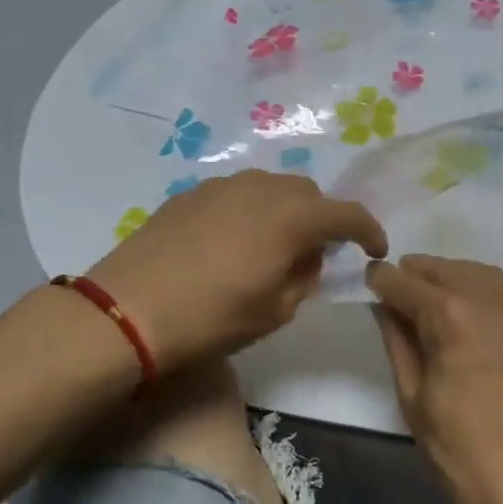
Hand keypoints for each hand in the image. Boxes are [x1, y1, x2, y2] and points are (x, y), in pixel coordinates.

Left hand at [86, 171, 386, 371]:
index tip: (375, 250)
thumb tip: (308, 256)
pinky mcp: (190, 194)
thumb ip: (304, 276)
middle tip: (316, 253)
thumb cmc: (212, 318)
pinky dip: (250, 211)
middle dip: (322, 218)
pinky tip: (232, 242)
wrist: (127, 311)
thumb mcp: (275, 310)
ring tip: (272, 246)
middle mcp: (262, 188)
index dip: (368, 231)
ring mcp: (222, 185)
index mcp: (292, 216)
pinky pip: (236, 194)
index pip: (347, 213)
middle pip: (308, 193)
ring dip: (284, 211)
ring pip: (271, 188)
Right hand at [365, 256, 502, 503]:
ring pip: (482, 274)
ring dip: (455, 279)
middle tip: (402, 289)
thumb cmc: (460, 449)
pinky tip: (482, 315)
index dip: (383, 279)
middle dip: (419, 275)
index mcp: (451, 314)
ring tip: (440, 299)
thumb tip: (386, 304)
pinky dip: (490, 294)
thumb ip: (397, 339)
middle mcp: (493, 296)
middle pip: (445, 269)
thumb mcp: (412, 395)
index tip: (372, 280)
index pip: (405, 281)